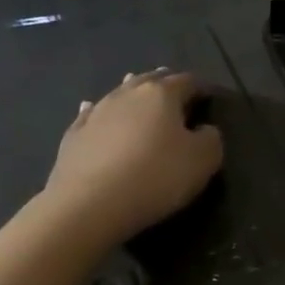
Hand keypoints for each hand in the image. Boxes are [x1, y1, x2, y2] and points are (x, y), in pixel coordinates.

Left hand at [45, 70, 223, 238]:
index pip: (187, 82)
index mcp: (162, 94)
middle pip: (150, 80)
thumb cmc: (156, 176)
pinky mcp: (74, 135)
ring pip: (119, 93)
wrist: (89, 204)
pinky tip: (92, 109)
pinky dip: (98, 111)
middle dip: (165, 83)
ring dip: (132, 92)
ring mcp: (97, 112)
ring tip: (138, 91)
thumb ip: (211, 138)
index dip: (201, 88)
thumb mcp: (203, 160)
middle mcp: (128, 94)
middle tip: (176, 90)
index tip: (209, 99)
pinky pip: (90, 114)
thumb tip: (204, 129)